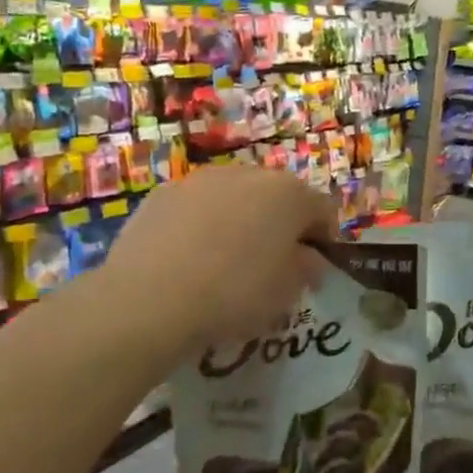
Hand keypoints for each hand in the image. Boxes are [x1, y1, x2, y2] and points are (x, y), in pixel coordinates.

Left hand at [89, 166, 336, 359]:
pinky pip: (195, 207)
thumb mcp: (287, 293)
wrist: (148, 298)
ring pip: (234, 197)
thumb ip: (307, 269)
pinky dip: (200, 225)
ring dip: (239, 221)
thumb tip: (308, 258)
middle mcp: (250, 174)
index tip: (313, 267)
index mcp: (289, 194)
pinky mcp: (163, 193)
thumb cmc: (234, 293)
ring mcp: (202, 180)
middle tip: (271, 263)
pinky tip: (187, 260)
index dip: (323, 238)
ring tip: (224, 262)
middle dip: (280, 225)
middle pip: (278, 197)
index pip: (322, 209)